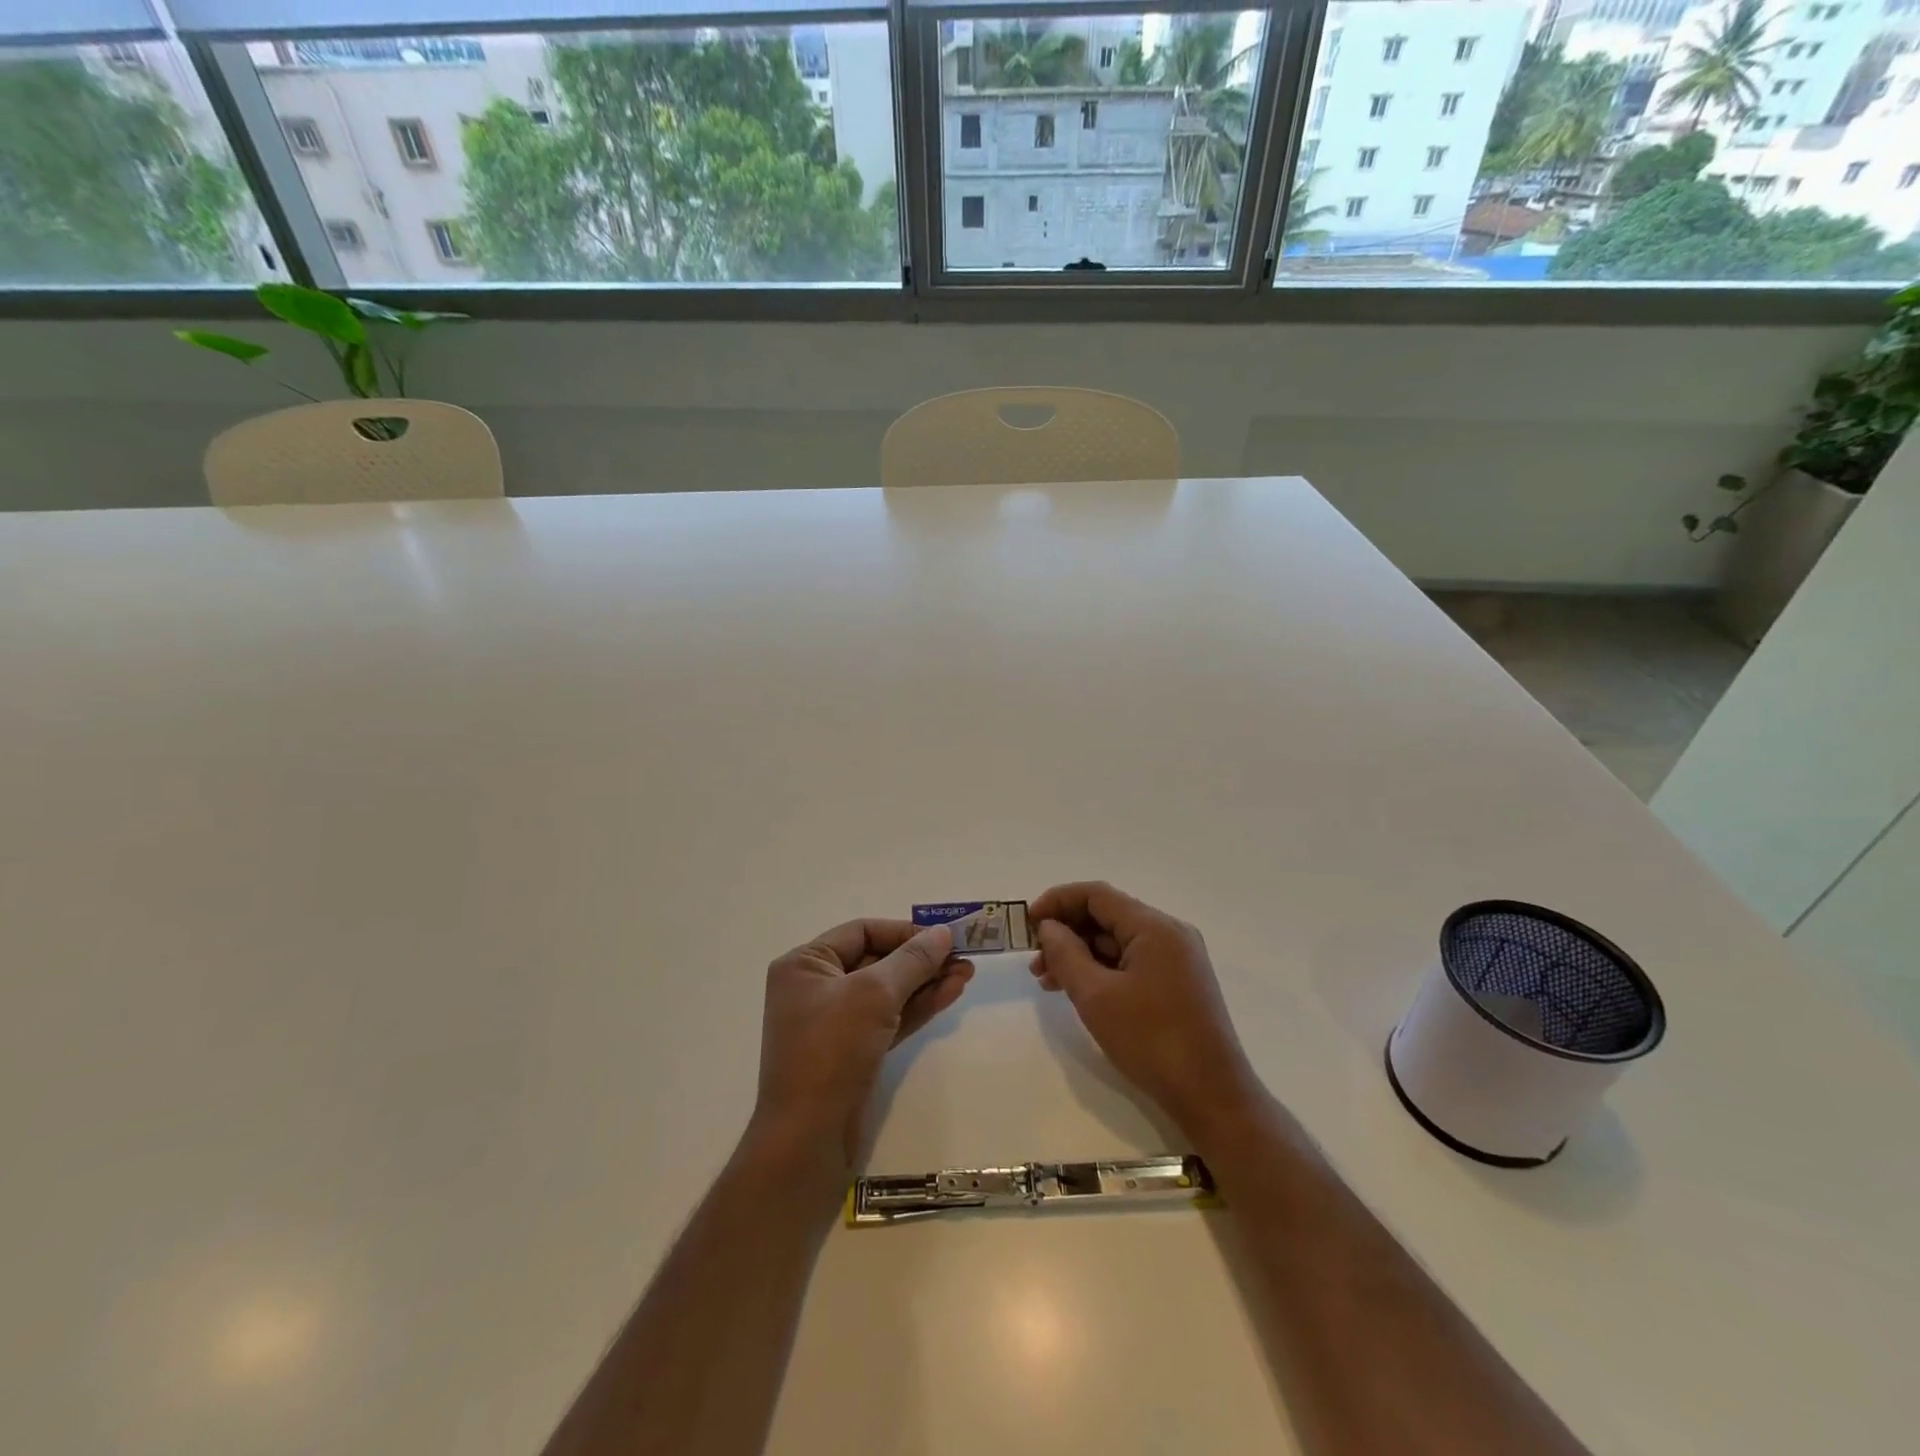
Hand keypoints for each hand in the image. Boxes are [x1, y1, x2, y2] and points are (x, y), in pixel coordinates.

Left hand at [753, 919, 973, 1171]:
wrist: (809, 1138)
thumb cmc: (832, 1049)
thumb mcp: (874, 993)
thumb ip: (912, 959)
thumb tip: (943, 932)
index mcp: (806, 964)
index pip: (861, 931)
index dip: (904, 931)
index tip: (944, 937)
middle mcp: (817, 988)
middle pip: (877, 960)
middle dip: (921, 959)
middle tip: (963, 956)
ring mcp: (835, 1022)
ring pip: (888, 991)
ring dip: (926, 982)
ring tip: (967, 974)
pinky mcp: (854, 1052)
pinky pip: (890, 1018)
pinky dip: (918, 1006)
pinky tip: (950, 994)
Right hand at [1029, 882, 1258, 1137]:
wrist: (1212, 1097)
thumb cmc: (1151, 1041)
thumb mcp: (1096, 997)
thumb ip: (1066, 954)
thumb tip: (1048, 927)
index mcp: (1155, 927)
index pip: (1097, 895)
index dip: (1057, 902)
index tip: (1027, 924)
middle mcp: (1170, 933)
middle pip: (1107, 916)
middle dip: (1066, 932)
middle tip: (1034, 960)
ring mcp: (1177, 959)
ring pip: (1118, 941)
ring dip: (1080, 954)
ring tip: (1047, 981)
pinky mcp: (1178, 982)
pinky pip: (1132, 961)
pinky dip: (1102, 969)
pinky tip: (1078, 990)